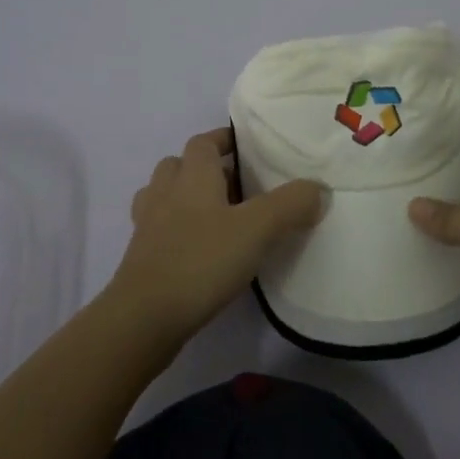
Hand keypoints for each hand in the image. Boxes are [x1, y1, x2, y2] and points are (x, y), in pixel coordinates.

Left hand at [107, 128, 325, 348]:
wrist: (143, 319)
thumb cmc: (201, 261)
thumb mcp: (257, 229)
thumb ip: (291, 204)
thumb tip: (319, 188)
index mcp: (192, 176)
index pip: (203, 142)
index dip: (223, 139)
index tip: (246, 148)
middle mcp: (165, 193)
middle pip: (179, 166)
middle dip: (204, 168)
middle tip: (237, 185)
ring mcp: (147, 227)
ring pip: (164, 197)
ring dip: (186, 198)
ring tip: (217, 216)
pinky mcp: (141, 259)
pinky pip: (159, 230)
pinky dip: (177, 231)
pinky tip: (200, 251)